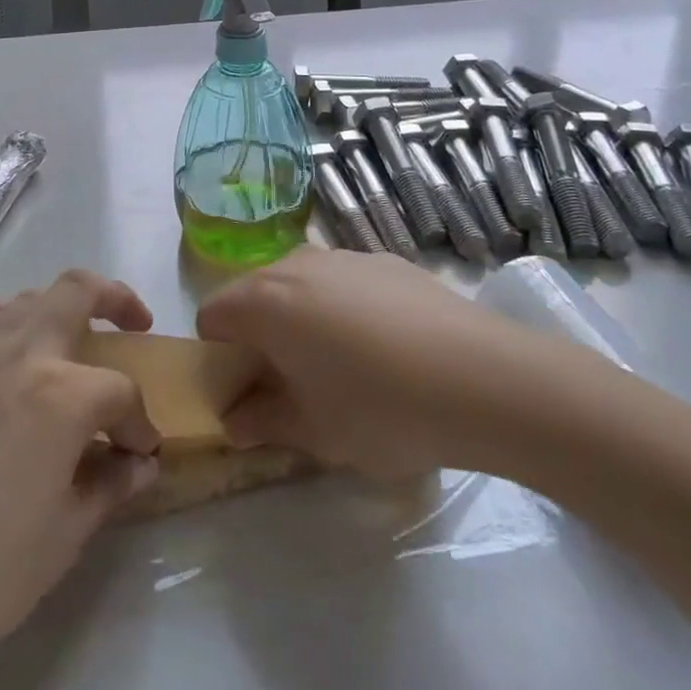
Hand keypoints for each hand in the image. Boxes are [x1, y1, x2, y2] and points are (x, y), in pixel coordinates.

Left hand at [0, 270, 162, 689]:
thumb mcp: (65, 537)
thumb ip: (110, 487)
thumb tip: (142, 464)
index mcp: (66, 396)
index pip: (122, 393)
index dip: (139, 423)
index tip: (141, 452)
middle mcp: (25, 354)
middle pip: (80, 291)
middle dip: (117, 300)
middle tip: (133, 324)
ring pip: (28, 297)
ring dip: (58, 307)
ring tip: (67, 337)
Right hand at [197, 247, 559, 478]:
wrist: (479, 376)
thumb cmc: (380, 408)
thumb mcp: (315, 433)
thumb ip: (263, 422)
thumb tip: (236, 420)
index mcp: (266, 301)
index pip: (211, 314)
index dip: (217, 355)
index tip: (244, 393)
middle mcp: (296, 264)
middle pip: (253, 293)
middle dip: (257, 335)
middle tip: (288, 386)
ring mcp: (344, 256)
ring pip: (299, 284)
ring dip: (300, 320)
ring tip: (340, 369)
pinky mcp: (384, 260)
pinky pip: (341, 282)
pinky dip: (341, 308)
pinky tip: (384, 350)